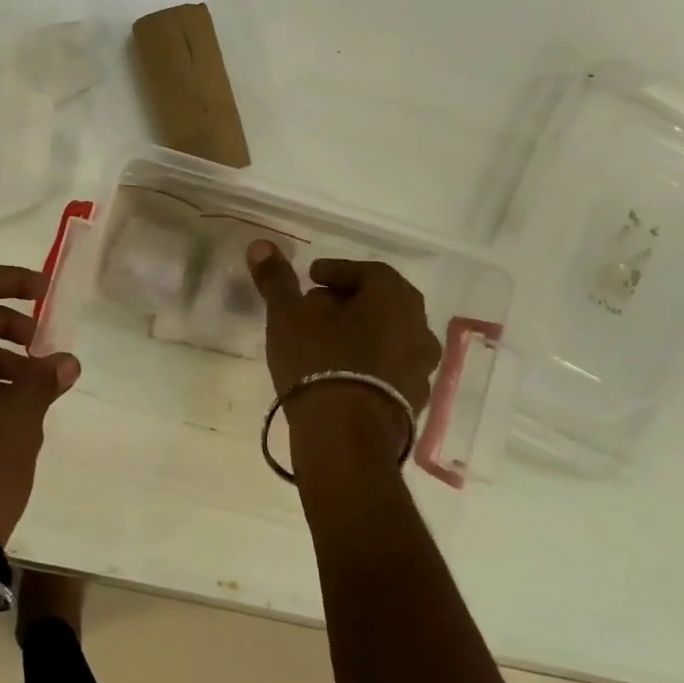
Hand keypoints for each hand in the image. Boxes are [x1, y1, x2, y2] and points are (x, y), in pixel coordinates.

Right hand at [246, 242, 442, 442]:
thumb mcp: (287, 315)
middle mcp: (418, 326)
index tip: (311, 278)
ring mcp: (422, 366)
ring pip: (388, 335)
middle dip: (349, 300)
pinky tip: (341, 372)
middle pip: (381, 302)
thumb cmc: (318, 361)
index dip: (336, 271)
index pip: (367, 271)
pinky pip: (390, 366)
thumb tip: (261, 244)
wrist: (345, 438)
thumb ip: (277, 279)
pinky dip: (368, 360)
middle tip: (316, 306)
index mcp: (393, 297)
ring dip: (360, 331)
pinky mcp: (414, 400)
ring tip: (326, 341)